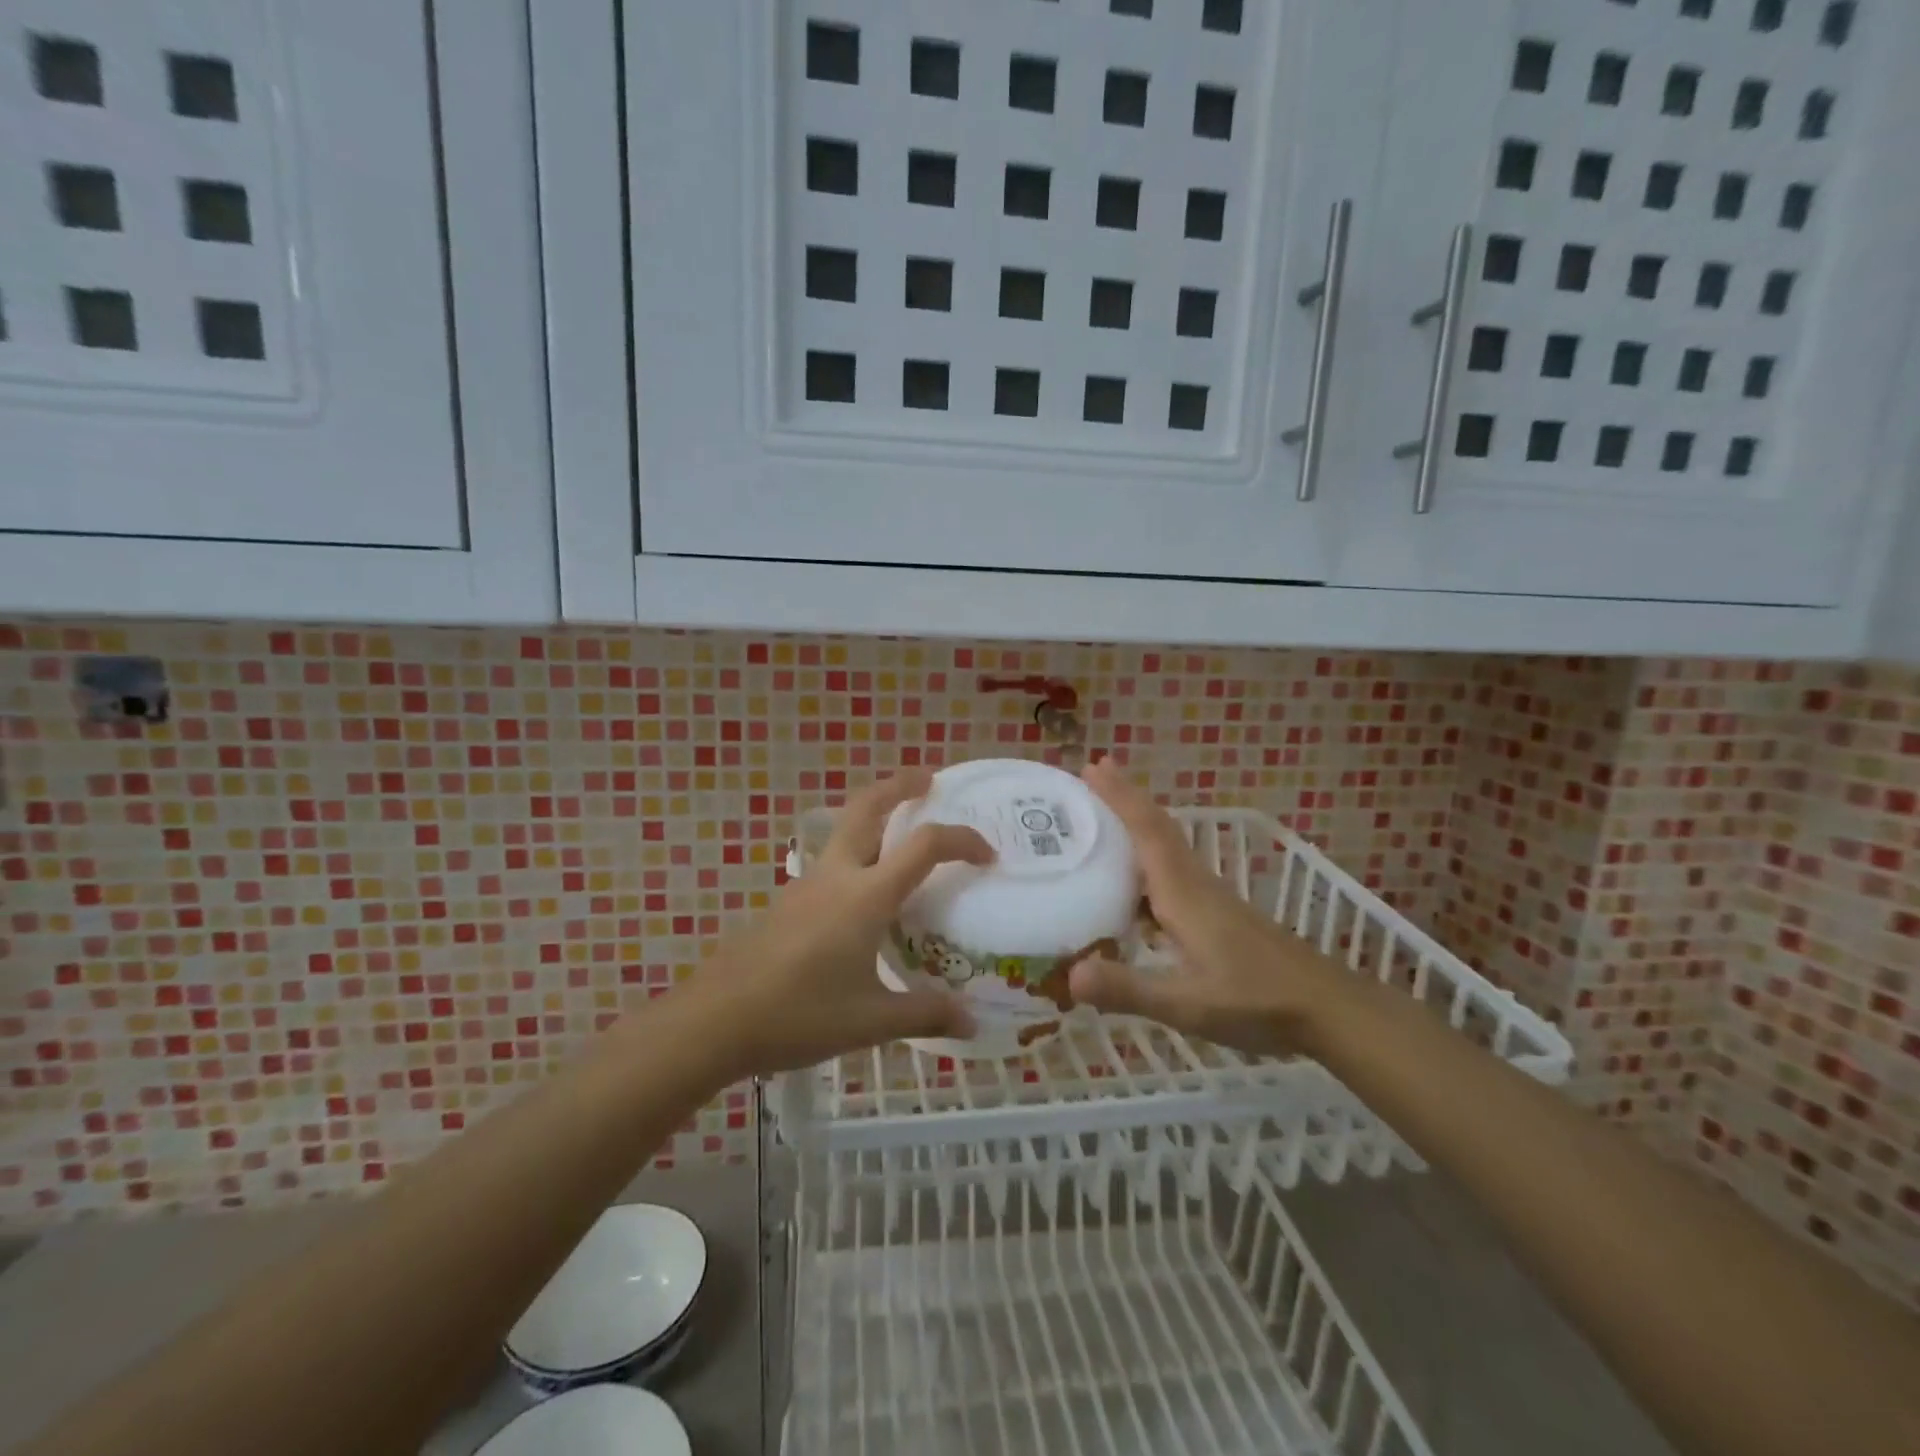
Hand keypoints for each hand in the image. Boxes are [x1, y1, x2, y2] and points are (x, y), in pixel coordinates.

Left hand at [682, 770, 993, 1077]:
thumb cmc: (798, 1015)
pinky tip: (863, 895)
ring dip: (874, 816)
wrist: (714, 1019)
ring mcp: (806, 884)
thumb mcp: (870, 1022)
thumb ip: (924, 1014)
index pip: (924, 845)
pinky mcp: (787, 901)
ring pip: (844, 829)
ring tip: (901, 834)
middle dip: (900, 785)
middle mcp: (837, 875)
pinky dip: (855, 852)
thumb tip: (971, 1022)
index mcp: (866, 896)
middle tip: (928, 780)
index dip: (962, 840)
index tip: (987, 854)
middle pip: (867, 806)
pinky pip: (830, 860)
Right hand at [1067, 757, 1337, 1056]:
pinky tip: (1132, 889)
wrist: (1329, 1008)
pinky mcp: (1219, 915)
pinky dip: (1147, 863)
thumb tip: (1069, 975)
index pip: (1147, 831)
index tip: (1093, 766)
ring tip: (1099, 822)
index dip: (1120, 797)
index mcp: (1183, 893)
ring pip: (1166, 849)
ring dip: (1135, 827)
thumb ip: (1130, 989)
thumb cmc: (1258, 1001)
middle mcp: (1195, 885)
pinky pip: (1173, 873)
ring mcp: (1211, 899)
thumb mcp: (1188, 1004)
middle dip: (1124, 800)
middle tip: (1090, 777)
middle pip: (1157, 829)